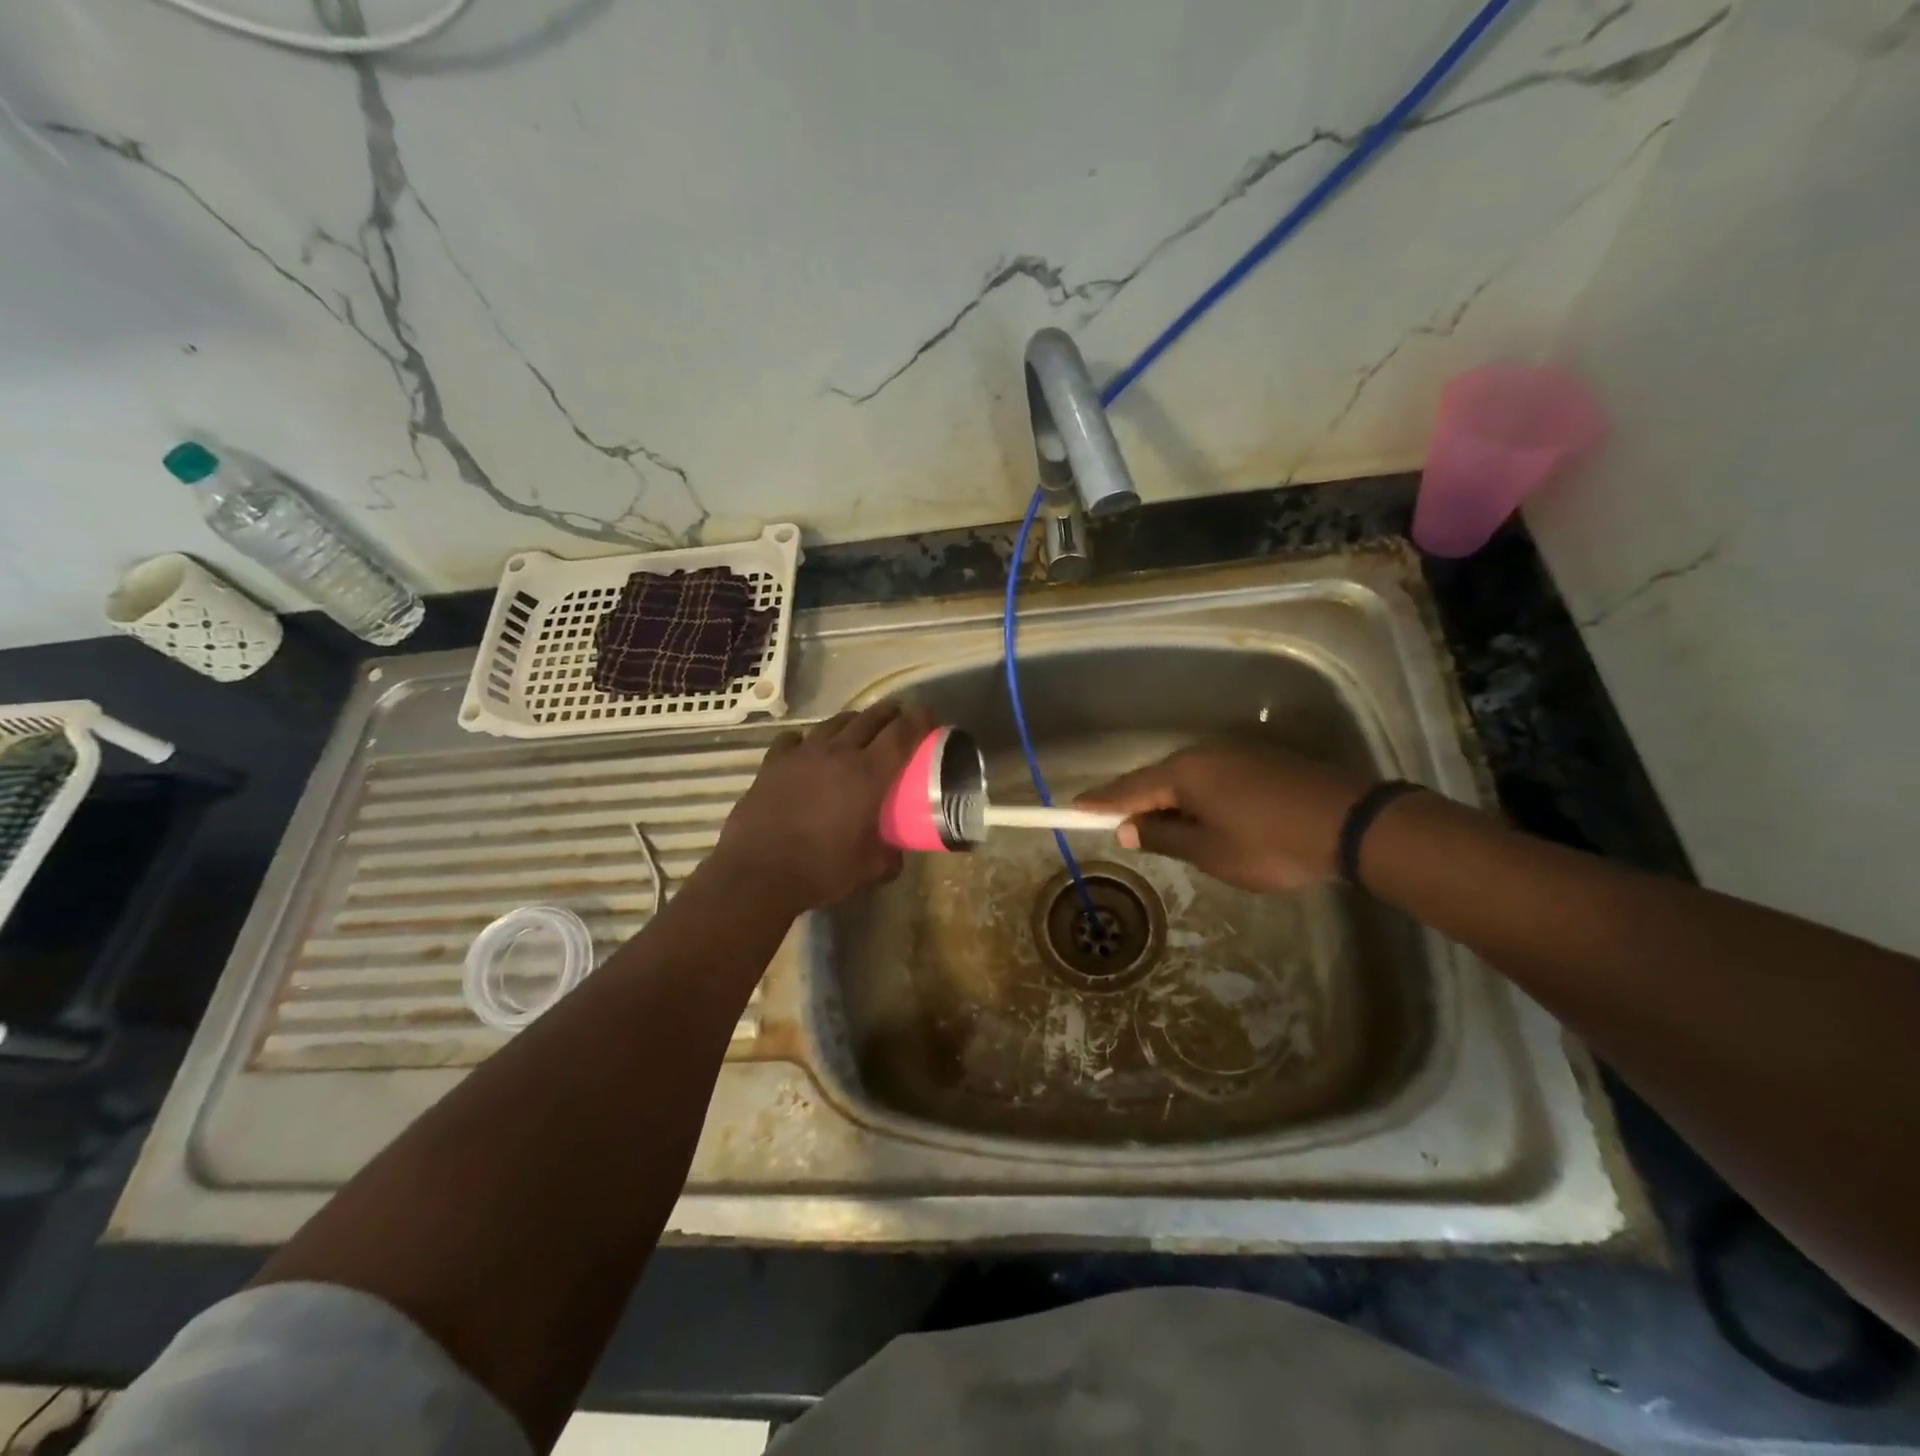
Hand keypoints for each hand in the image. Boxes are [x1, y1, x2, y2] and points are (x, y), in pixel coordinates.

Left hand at [709, 699, 932, 914]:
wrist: (758, 873)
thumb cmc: (821, 870)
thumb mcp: (869, 869)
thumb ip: (890, 856)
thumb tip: (896, 852)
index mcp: (868, 774)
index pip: (902, 733)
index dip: (919, 720)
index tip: (929, 716)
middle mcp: (838, 753)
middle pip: (870, 718)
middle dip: (890, 713)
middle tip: (900, 716)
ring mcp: (803, 754)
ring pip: (834, 722)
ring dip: (853, 721)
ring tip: (858, 727)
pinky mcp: (773, 762)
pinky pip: (794, 739)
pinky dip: (807, 740)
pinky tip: (807, 749)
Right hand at [1077, 742, 1371, 892]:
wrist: (1352, 823)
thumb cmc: (1270, 844)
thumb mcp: (1210, 852)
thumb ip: (1163, 838)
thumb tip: (1126, 828)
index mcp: (1184, 772)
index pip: (1128, 788)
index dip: (1099, 803)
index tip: (1071, 809)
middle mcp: (1204, 752)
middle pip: (1156, 778)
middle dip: (1136, 803)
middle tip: (1117, 827)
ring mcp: (1235, 752)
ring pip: (1186, 777)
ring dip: (1169, 801)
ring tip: (1160, 828)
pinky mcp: (1260, 759)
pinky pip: (1212, 776)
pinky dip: (1197, 796)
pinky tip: (1202, 816)